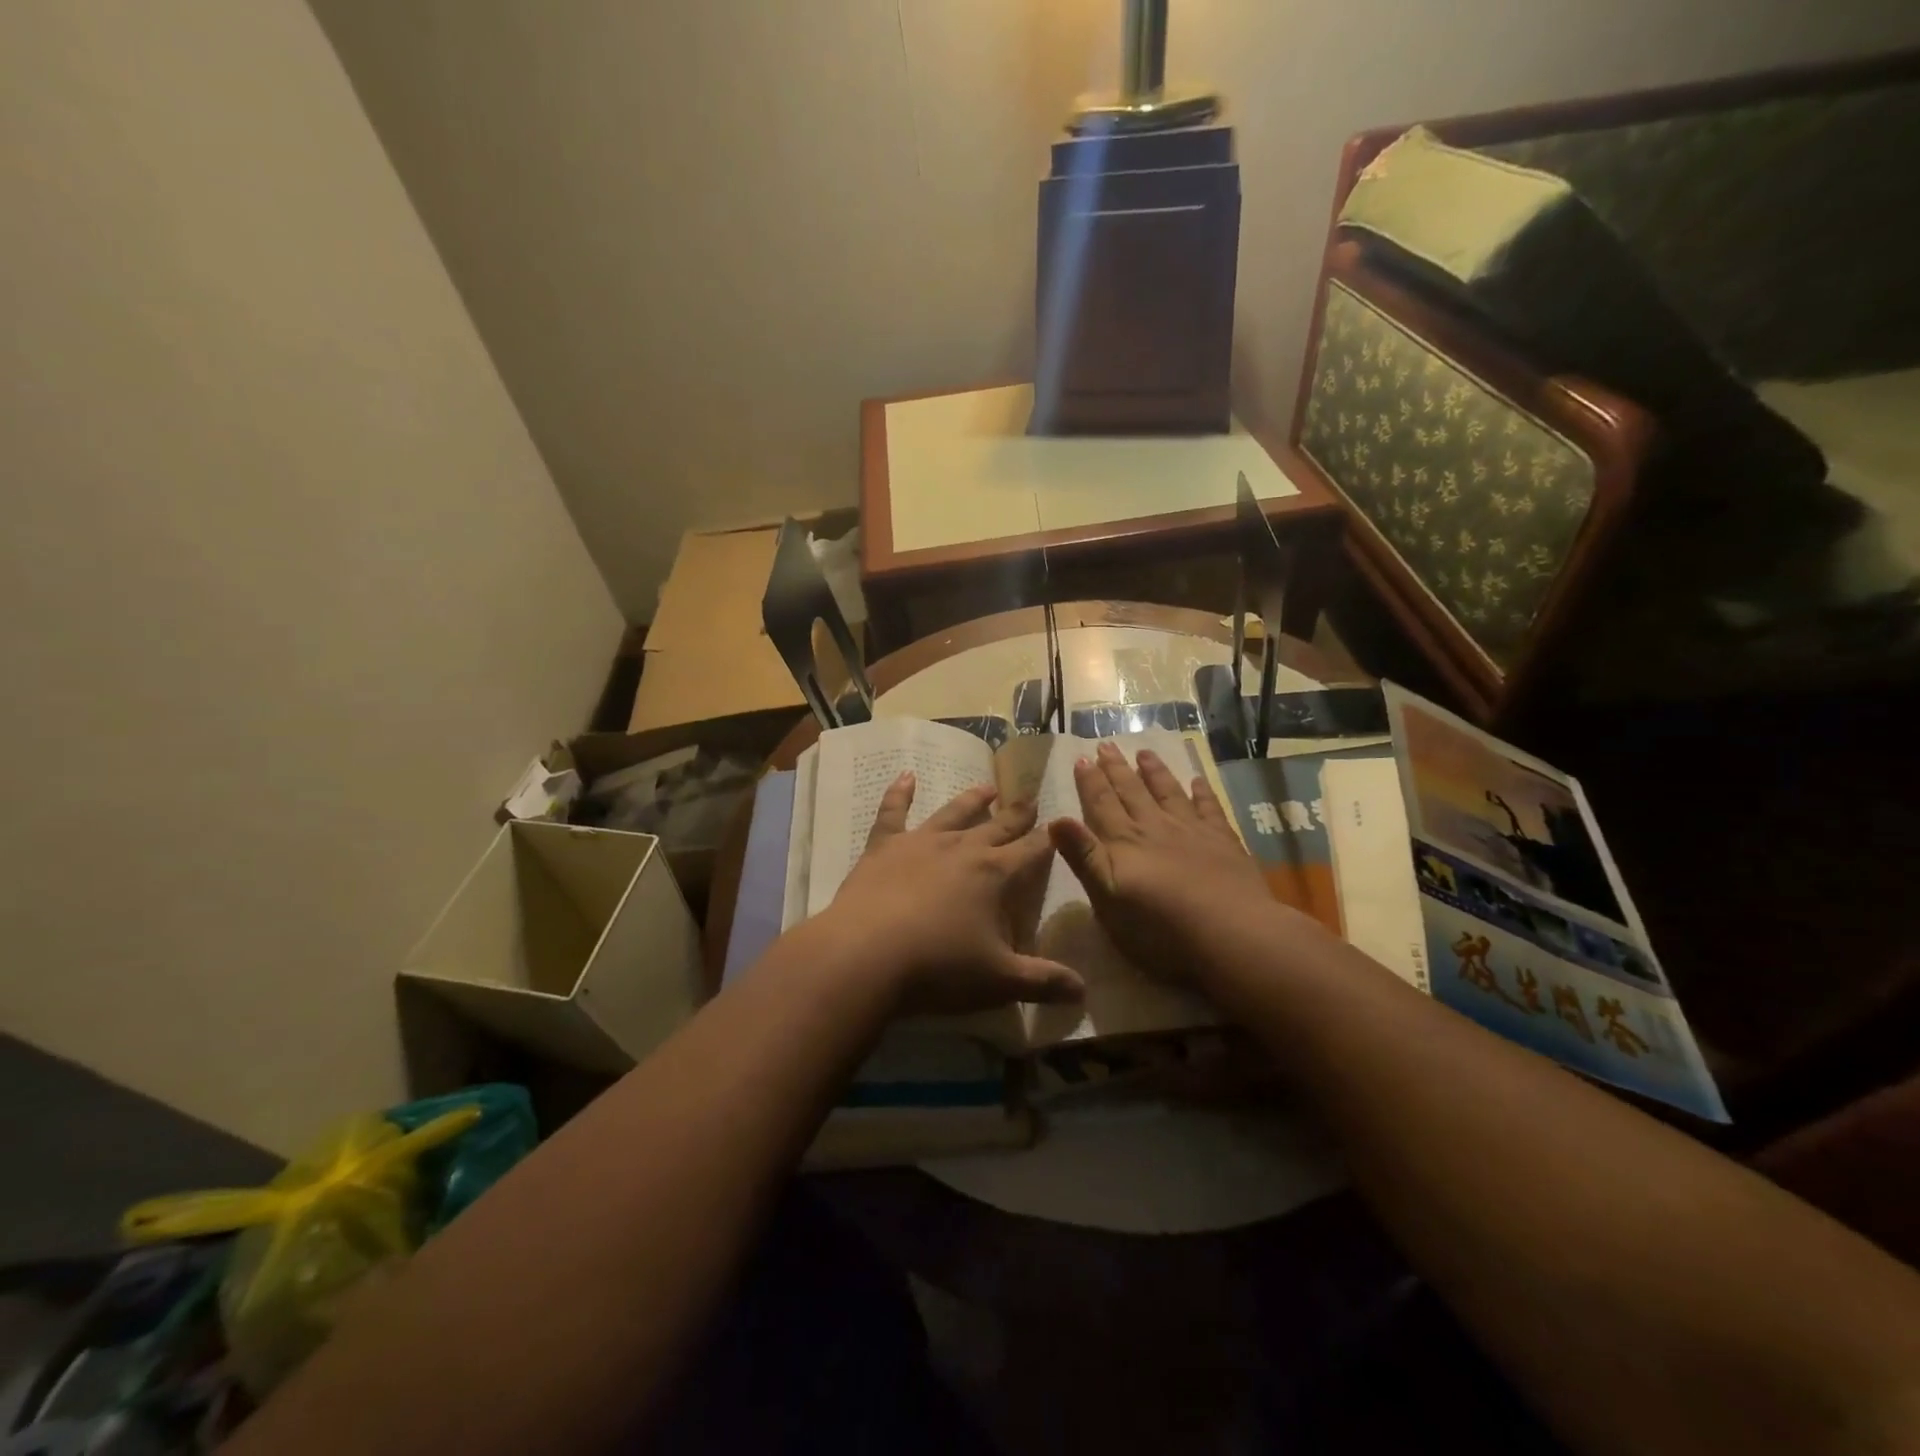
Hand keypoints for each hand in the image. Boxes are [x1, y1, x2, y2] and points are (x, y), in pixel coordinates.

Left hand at [818, 773, 1084, 1016]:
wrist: (865, 956)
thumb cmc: (938, 968)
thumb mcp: (999, 981)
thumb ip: (1043, 981)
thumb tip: (1084, 992)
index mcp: (995, 874)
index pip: (1032, 851)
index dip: (1048, 840)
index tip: (1060, 827)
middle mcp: (962, 848)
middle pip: (997, 825)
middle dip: (1017, 814)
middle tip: (1030, 798)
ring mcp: (921, 842)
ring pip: (953, 812)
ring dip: (972, 799)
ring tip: (987, 787)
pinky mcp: (884, 846)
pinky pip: (894, 812)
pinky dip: (900, 792)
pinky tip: (905, 775)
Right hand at [1048, 742, 1275, 983]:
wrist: (1229, 934)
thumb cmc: (1159, 927)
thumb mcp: (1107, 898)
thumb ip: (1083, 857)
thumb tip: (1055, 819)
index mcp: (1124, 843)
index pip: (1101, 805)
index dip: (1090, 782)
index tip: (1082, 758)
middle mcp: (1155, 828)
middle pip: (1131, 792)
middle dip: (1116, 769)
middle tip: (1106, 745)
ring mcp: (1192, 831)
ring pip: (1168, 793)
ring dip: (1155, 772)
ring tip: (1145, 752)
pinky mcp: (1223, 842)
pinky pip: (1209, 808)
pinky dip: (1202, 792)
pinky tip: (1197, 781)